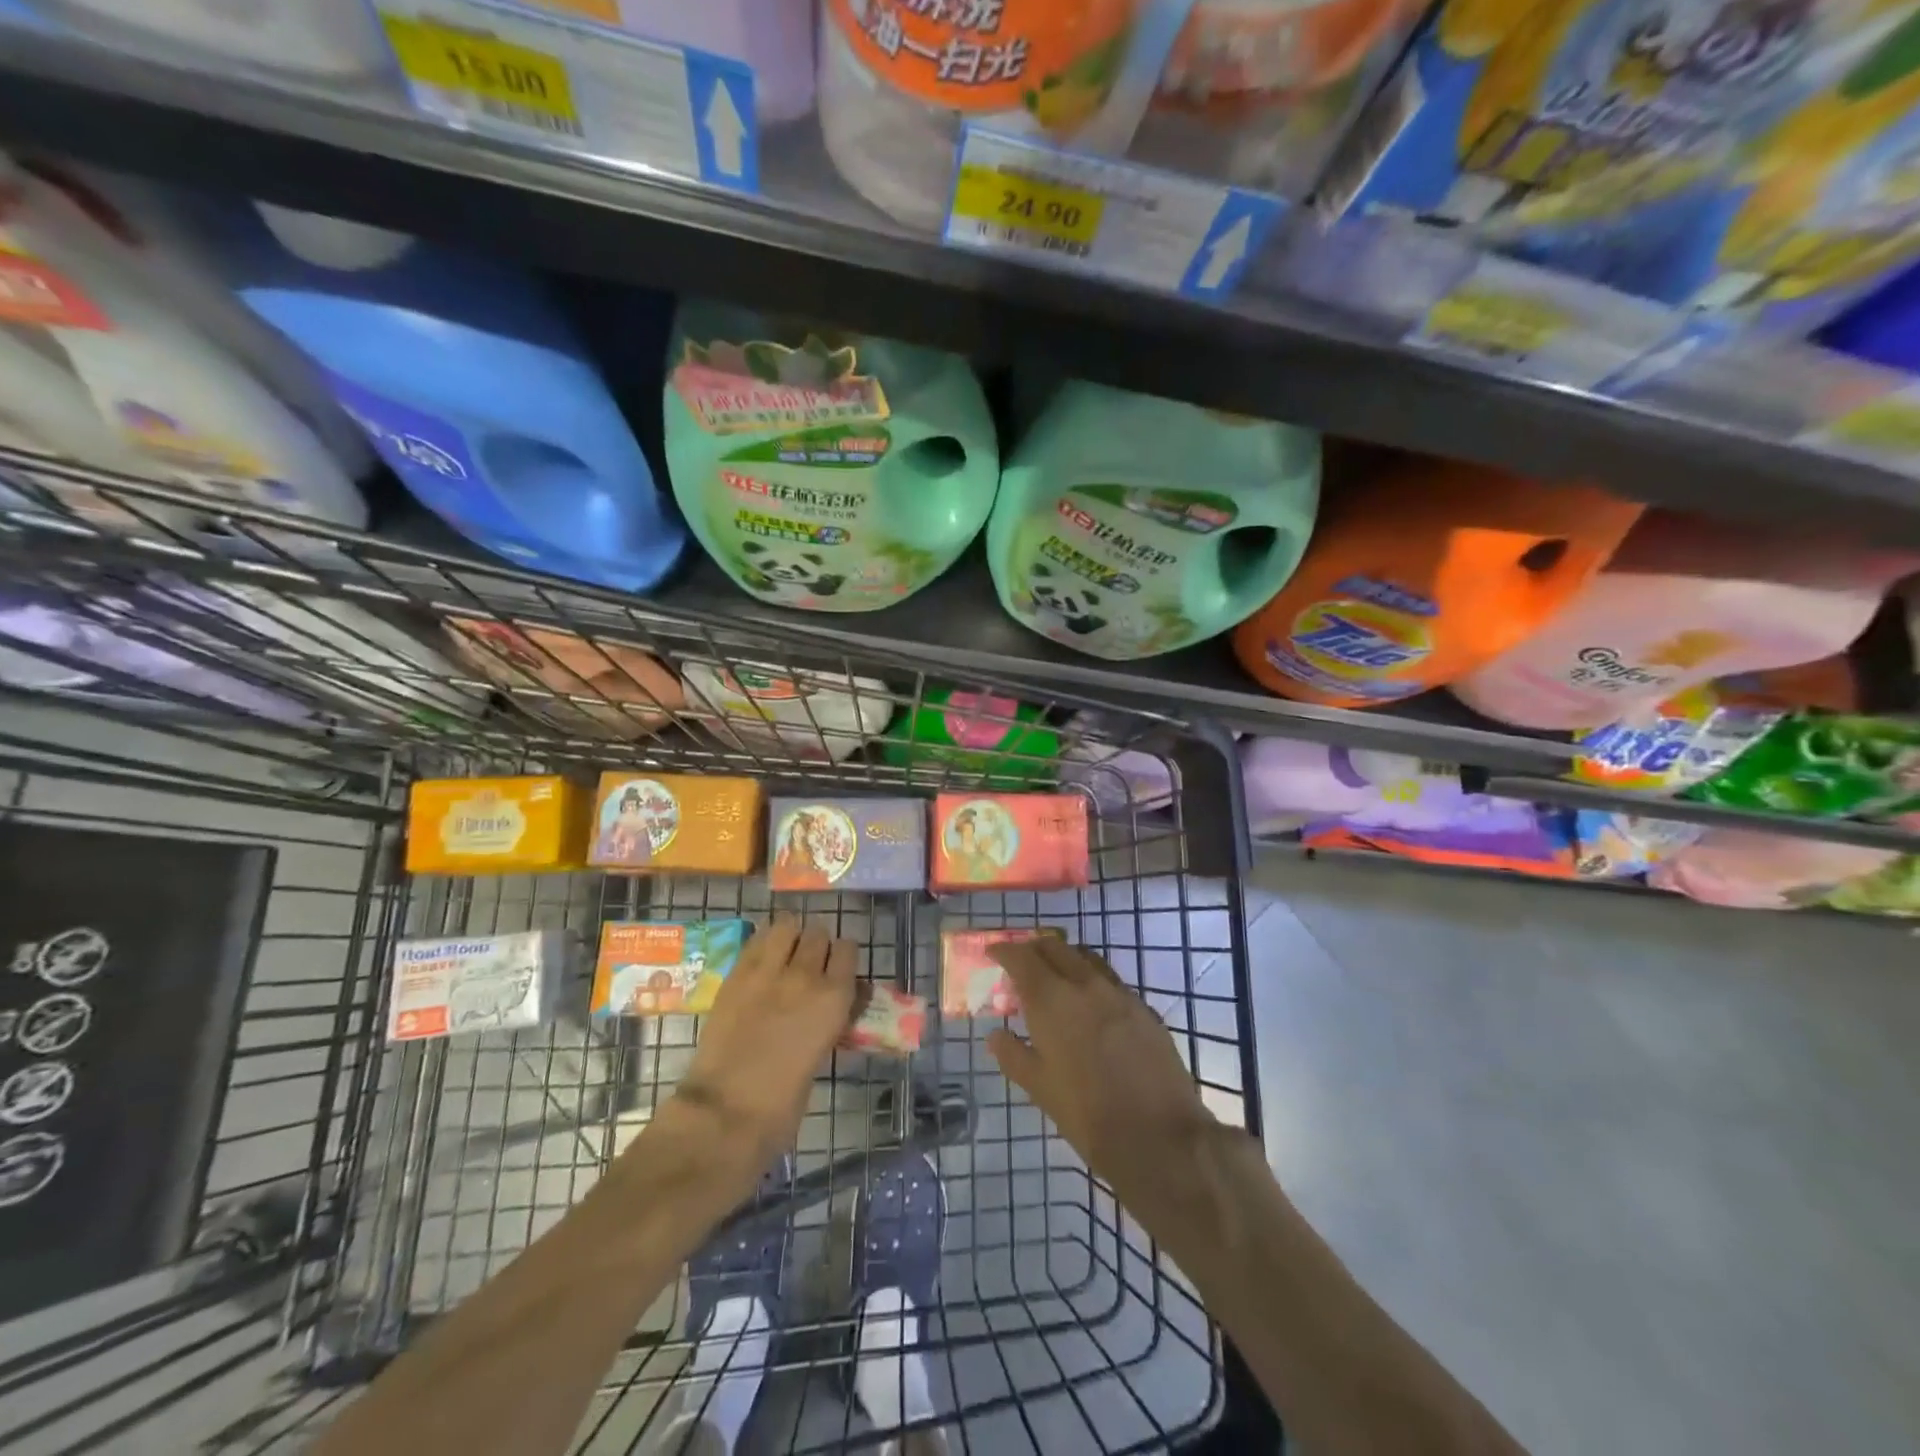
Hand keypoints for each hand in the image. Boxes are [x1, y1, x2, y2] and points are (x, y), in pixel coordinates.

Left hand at [673, 917, 856, 1173]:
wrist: (727, 1110)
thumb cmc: (784, 1101)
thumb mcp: (821, 1052)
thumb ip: (830, 1017)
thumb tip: (835, 1001)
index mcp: (835, 998)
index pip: (848, 949)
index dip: (842, 957)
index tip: (836, 969)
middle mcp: (806, 975)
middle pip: (819, 933)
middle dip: (816, 945)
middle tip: (808, 964)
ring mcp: (768, 970)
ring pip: (787, 925)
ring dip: (790, 935)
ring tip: (784, 952)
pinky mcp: (736, 974)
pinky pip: (756, 940)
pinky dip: (763, 942)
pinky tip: (761, 957)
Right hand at [987, 936, 1217, 1220]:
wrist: (1159, 1136)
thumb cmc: (1087, 1114)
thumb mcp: (1039, 1088)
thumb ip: (1013, 1055)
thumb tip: (995, 1035)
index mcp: (1052, 1000)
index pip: (1022, 957)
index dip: (1004, 950)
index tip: (993, 952)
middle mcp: (1085, 984)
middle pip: (1055, 947)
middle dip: (1034, 949)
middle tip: (1022, 964)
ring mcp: (1119, 993)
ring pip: (1086, 959)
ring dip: (1065, 959)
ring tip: (1055, 979)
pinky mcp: (1143, 1008)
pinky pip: (1110, 981)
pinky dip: (1091, 981)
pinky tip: (1090, 1007)